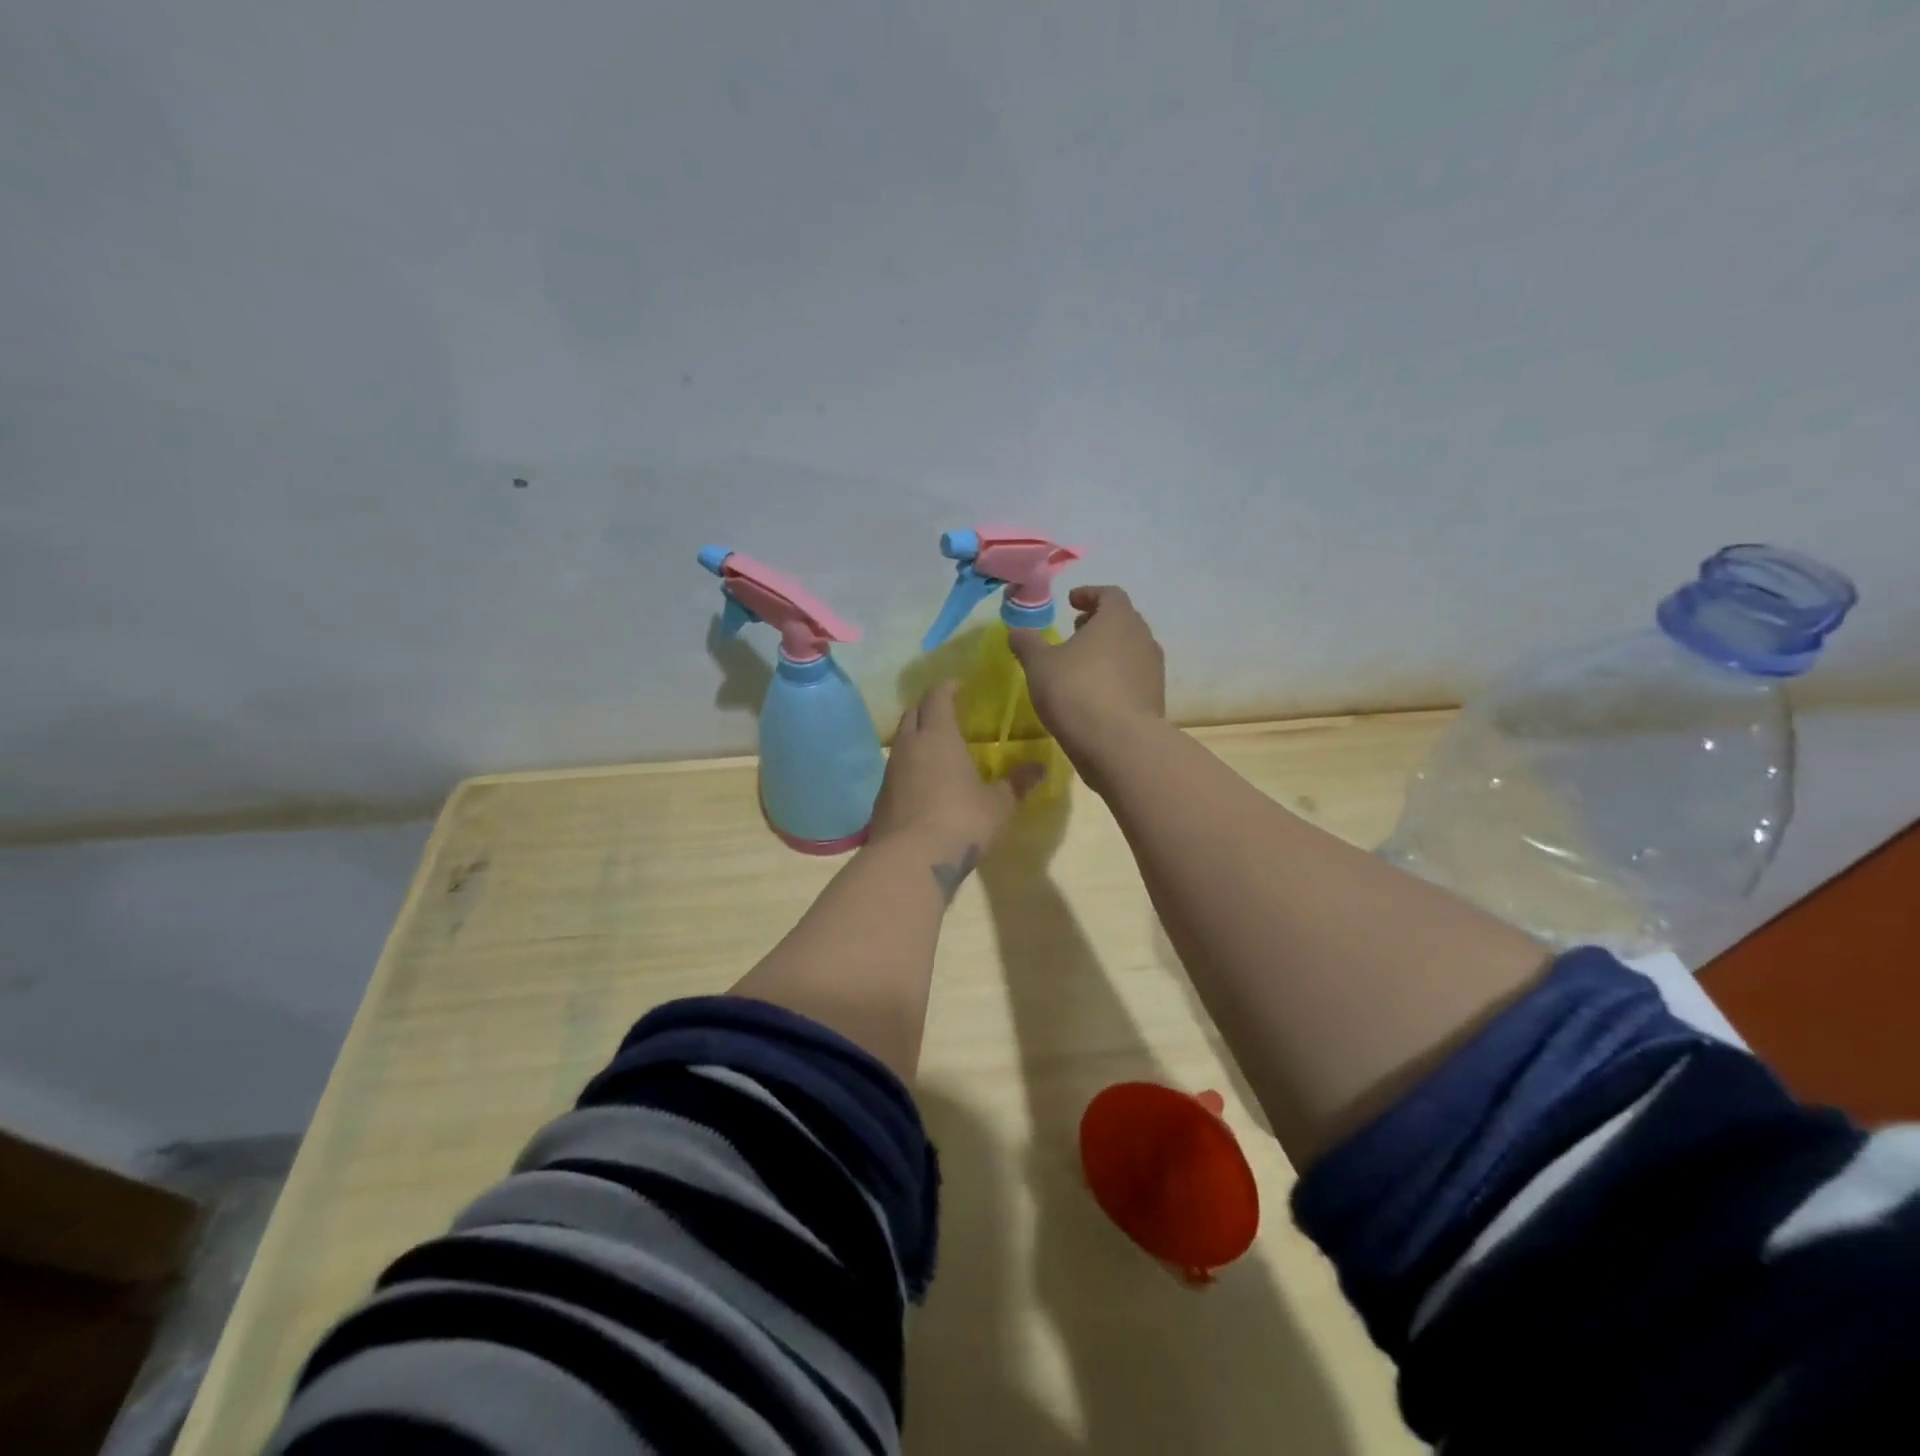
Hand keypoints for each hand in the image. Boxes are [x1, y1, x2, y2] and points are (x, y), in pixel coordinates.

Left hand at [869, 682, 1044, 882]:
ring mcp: (891, 771)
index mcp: (938, 735)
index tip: (959, 686)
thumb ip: (1017, 783)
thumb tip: (1041, 766)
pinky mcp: (881, 797)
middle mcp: (910, 745)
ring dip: (917, 737)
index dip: (947, 688)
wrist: (909, 860)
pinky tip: (924, 782)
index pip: (937, 697)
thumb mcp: (999, 804)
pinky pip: (896, 769)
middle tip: (947, 712)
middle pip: (913, 713)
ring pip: (902, 741)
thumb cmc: (961, 821)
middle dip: (929, 708)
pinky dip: (910, 766)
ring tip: (937, 747)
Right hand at [1008, 585, 1165, 786]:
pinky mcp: (1155, 698)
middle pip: (1123, 620)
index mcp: (1117, 619)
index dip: (1089, 594)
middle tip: (1076, 630)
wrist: (1119, 744)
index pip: (1109, 594)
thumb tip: (1016, 631)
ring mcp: (1153, 670)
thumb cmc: (1076, 692)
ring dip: (1109, 651)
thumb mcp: (1039, 666)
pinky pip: (1134, 677)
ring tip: (1083, 664)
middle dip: (1099, 622)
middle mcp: (1142, 638)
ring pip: (1131, 649)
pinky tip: (1095, 693)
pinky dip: (1116, 676)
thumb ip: (1027, 644)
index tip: (1071, 601)